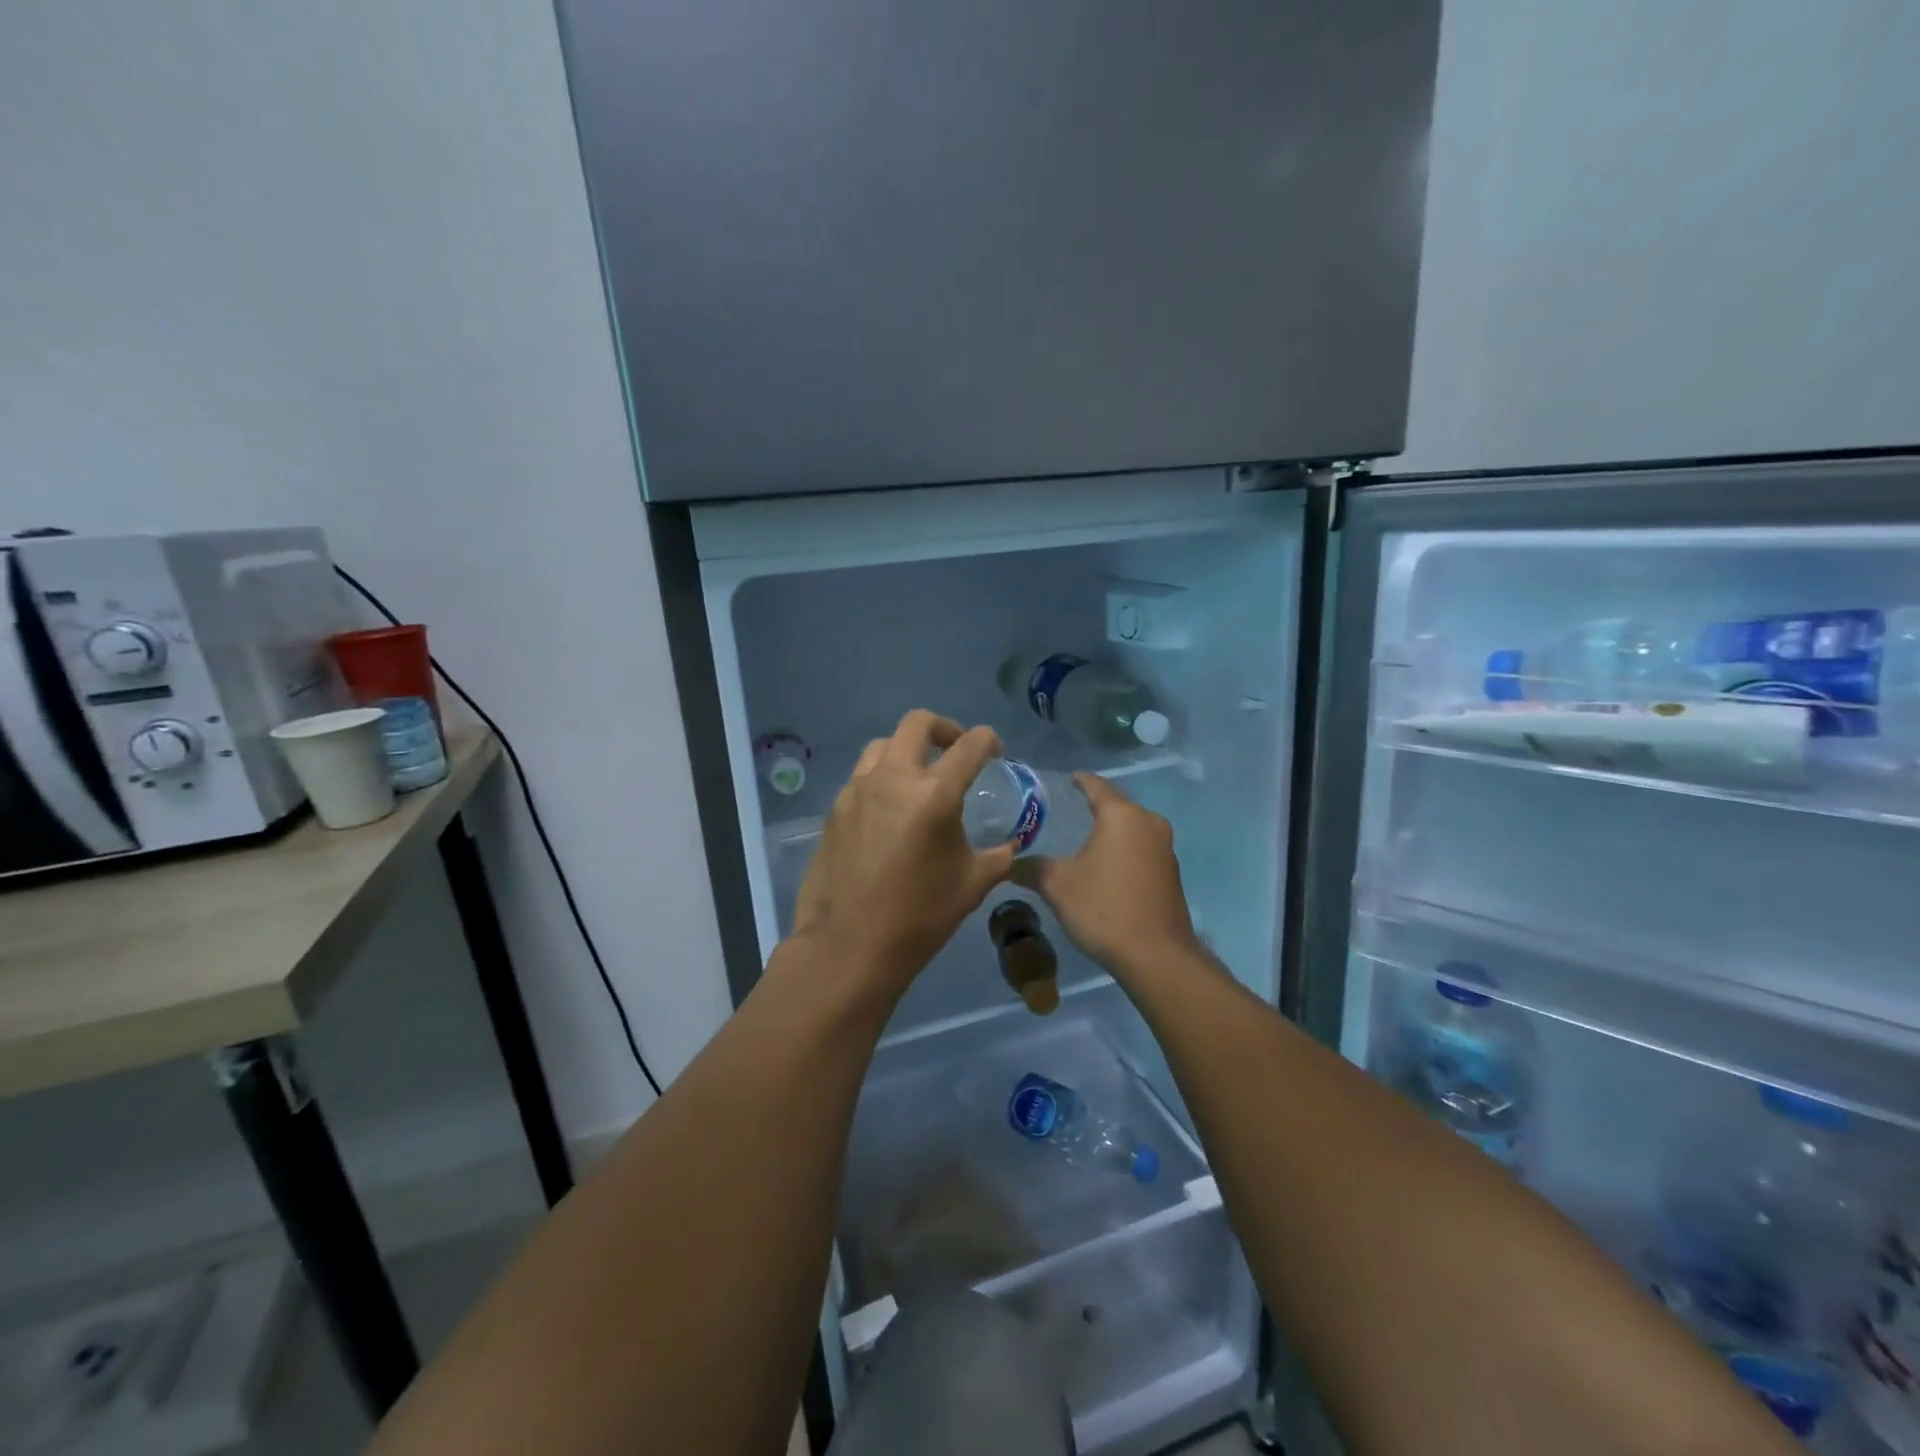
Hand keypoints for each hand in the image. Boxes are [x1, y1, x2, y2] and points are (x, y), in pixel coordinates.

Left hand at [789, 710, 1016, 996]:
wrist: (848, 946)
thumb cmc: (919, 917)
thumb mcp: (972, 885)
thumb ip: (999, 855)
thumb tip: (1011, 844)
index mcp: (933, 795)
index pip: (969, 745)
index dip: (988, 740)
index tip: (995, 750)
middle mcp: (892, 779)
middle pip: (918, 723)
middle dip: (944, 728)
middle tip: (955, 750)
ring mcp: (857, 791)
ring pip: (883, 745)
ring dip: (907, 750)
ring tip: (919, 777)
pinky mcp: (835, 809)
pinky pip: (862, 777)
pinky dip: (882, 779)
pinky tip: (890, 812)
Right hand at [1011, 773, 1199, 980]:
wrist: (1156, 955)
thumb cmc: (1103, 907)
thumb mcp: (1057, 885)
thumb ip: (1032, 868)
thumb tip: (1010, 862)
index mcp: (1121, 815)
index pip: (1097, 786)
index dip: (1080, 781)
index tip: (1068, 779)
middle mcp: (1149, 823)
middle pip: (1118, 806)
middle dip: (1096, 806)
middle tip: (1070, 808)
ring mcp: (1165, 849)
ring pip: (1132, 828)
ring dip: (1111, 831)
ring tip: (1087, 837)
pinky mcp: (1172, 873)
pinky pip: (1142, 850)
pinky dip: (1124, 851)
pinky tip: (1107, 865)